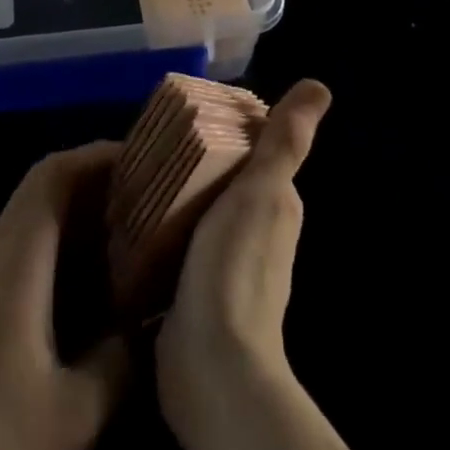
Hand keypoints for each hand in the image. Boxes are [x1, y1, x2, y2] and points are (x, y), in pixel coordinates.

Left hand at [0, 143, 130, 449]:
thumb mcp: (75, 411)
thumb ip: (120, 362)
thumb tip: (150, 324)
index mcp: (17, 253)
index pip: (53, 173)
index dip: (95, 154)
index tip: (140, 157)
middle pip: (43, 185)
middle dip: (93, 177)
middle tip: (143, 190)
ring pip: (32, 213)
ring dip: (76, 208)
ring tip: (125, 226)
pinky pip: (23, 243)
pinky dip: (59, 239)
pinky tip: (86, 276)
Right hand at [157, 80, 327, 435]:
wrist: (212, 364)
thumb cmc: (236, 265)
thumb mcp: (261, 190)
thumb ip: (285, 141)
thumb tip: (319, 86)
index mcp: (275, 206)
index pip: (249, 151)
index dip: (223, 127)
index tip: (185, 111)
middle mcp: (254, 232)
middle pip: (218, 178)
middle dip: (190, 157)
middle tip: (148, 136)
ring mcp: (221, 263)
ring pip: (193, 208)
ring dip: (170, 191)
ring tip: (132, 168)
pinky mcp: (190, 288)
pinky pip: (172, 241)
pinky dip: (156, 225)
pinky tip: (129, 214)